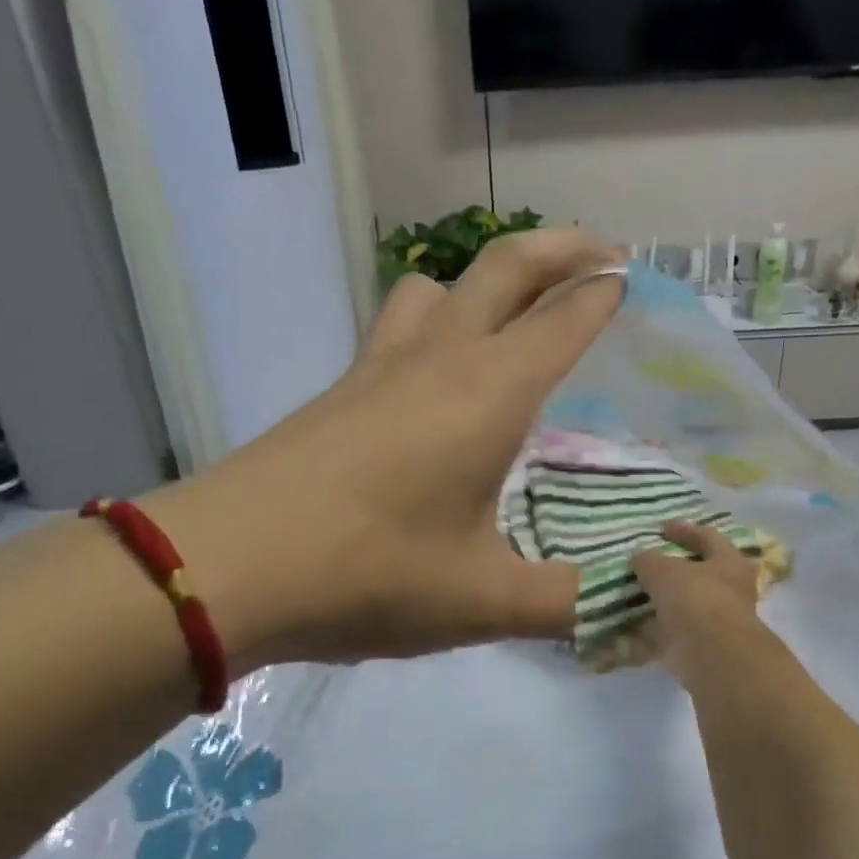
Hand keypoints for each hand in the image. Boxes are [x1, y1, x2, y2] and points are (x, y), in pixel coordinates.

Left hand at [148, 229, 626, 673]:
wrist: (228, 566)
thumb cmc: (370, 573)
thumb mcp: (483, 602)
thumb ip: (564, 606)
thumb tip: (624, 611)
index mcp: (489, 393)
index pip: (561, 321)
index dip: (601, 296)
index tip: (630, 280)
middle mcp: (438, 360)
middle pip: (504, 267)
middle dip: (560, 247)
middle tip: (600, 251)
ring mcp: (378, 369)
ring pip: (435, 285)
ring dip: (481, 279)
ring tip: (507, 311)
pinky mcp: (337, 392)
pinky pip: (395, 326)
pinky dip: (430, 319)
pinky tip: (431, 375)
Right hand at [633, 521, 767, 680]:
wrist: (712, 655)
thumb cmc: (696, 599)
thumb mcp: (664, 570)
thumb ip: (648, 560)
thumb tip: (639, 556)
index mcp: (728, 562)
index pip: (708, 537)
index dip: (684, 530)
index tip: (660, 527)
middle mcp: (727, 590)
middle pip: (697, 574)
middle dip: (670, 571)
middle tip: (644, 565)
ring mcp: (714, 621)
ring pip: (681, 606)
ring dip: (658, 602)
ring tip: (628, 595)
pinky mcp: (698, 647)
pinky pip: (669, 634)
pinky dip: (649, 631)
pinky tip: (625, 627)